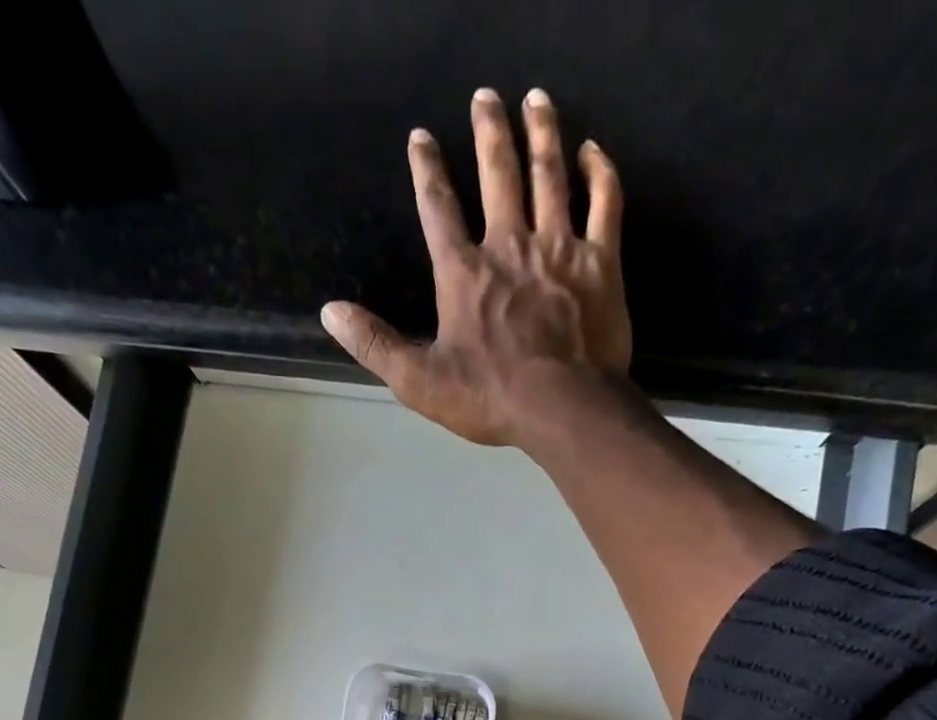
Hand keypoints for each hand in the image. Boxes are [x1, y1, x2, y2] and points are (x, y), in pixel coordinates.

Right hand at [320, 87, 629, 447]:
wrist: (562, 407)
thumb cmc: (489, 397)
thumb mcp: (419, 381)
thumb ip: (375, 344)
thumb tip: (331, 311)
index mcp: (462, 273)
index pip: (438, 208)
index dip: (427, 170)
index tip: (421, 137)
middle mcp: (509, 245)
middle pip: (497, 174)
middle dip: (489, 131)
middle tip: (485, 96)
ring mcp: (559, 248)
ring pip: (549, 175)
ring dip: (541, 133)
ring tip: (535, 98)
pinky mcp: (600, 262)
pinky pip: (605, 203)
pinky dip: (600, 172)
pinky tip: (592, 150)